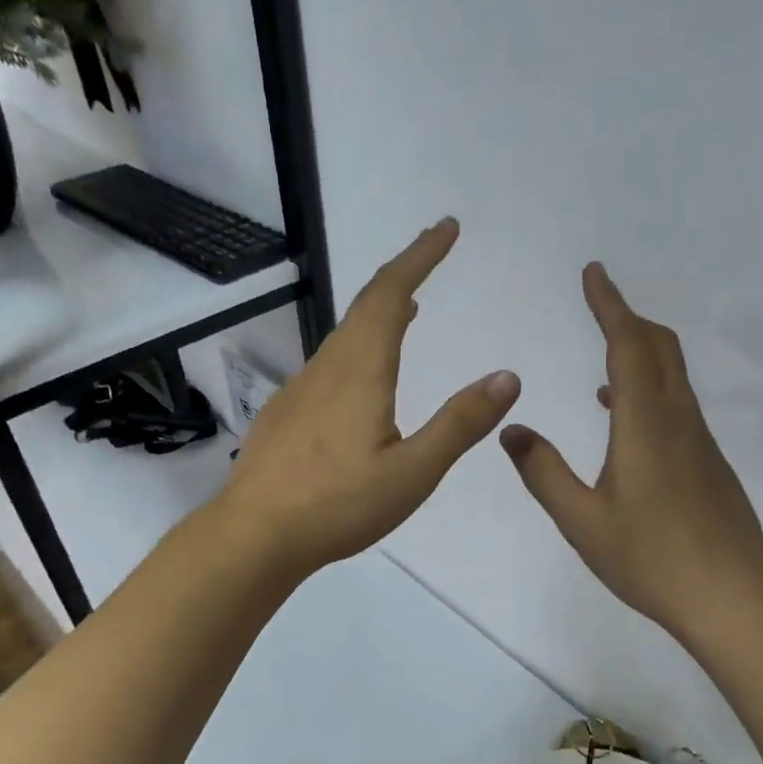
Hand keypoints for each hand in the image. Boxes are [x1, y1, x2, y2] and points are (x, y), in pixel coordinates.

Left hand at [218, 218, 521, 577]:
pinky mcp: (286, 414)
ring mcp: (300, 389)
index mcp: (361, 371)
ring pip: (345, 335)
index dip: (419, 256)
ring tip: (409, 309)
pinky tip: (363, 377)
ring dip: (379, 311)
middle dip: (402, 272)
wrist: (254, 535)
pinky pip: (329, 362)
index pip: (391, 295)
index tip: (445, 228)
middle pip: (365, 305)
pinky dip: (358, 346)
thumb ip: (460, 424)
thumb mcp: (413, 472)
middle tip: (431, 253)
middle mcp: (327, 368)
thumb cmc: (338, 505)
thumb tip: (508, 376)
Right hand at [499, 263, 762, 639]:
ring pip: (673, 376)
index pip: (628, 346)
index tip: (594, 272)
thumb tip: (511, 429)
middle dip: (629, 318)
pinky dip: (650, 387)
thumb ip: (542, 472)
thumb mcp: (582, 520)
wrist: (733, 599)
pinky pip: (678, 404)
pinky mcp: (709, 464)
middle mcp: (678, 420)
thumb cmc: (651, 559)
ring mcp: (700, 442)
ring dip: (642, 351)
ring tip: (606, 354)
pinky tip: (623, 417)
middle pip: (660, 348)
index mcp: (645, 424)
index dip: (610, 306)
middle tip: (600, 302)